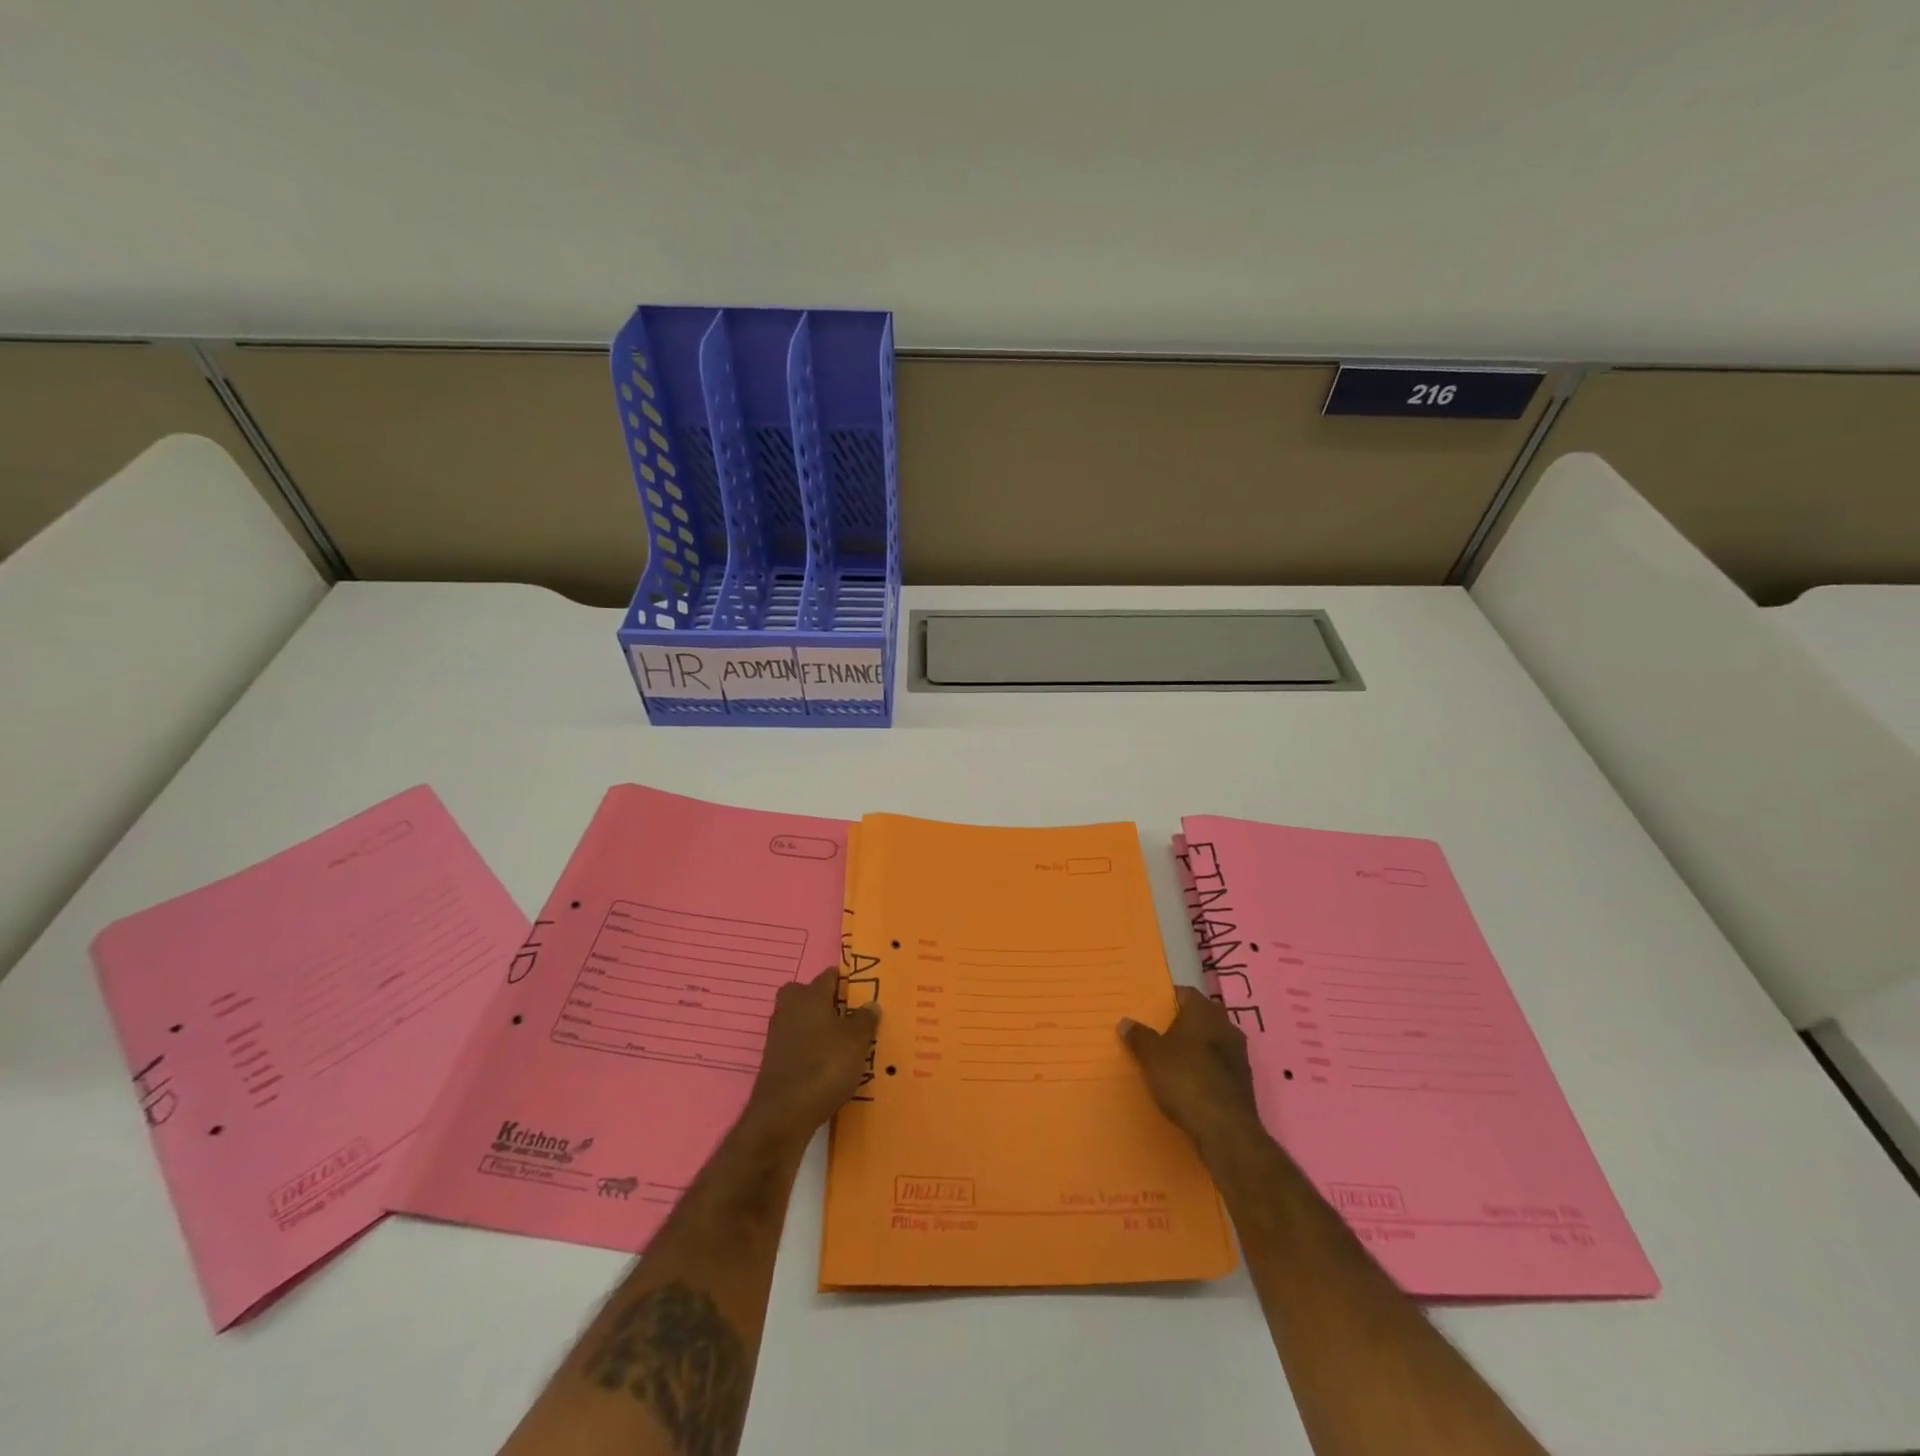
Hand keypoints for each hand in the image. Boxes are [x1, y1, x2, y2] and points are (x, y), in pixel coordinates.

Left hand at [744, 968, 880, 1140]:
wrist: (783, 1114)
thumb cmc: (825, 1065)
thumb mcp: (856, 1041)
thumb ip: (864, 1019)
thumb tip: (870, 1004)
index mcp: (810, 996)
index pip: (827, 977)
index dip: (843, 981)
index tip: (860, 991)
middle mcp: (790, 1009)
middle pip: (805, 995)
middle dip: (822, 1001)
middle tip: (846, 1015)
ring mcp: (778, 1036)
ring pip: (799, 1020)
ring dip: (816, 1028)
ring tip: (841, 1043)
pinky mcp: (773, 1062)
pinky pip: (795, 1045)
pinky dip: (808, 1050)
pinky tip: (825, 1065)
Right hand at [1119, 986, 1262, 1151]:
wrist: (1225, 1129)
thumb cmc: (1185, 1079)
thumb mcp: (1151, 1056)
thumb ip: (1139, 1036)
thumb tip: (1125, 1022)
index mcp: (1204, 1012)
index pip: (1185, 993)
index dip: (1168, 1000)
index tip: (1151, 1010)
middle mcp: (1226, 1026)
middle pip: (1201, 1017)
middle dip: (1183, 1024)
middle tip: (1159, 1034)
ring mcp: (1239, 1055)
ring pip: (1213, 1042)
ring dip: (1197, 1048)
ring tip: (1172, 1060)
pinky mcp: (1244, 1082)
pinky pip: (1220, 1066)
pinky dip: (1206, 1070)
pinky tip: (1190, 1083)